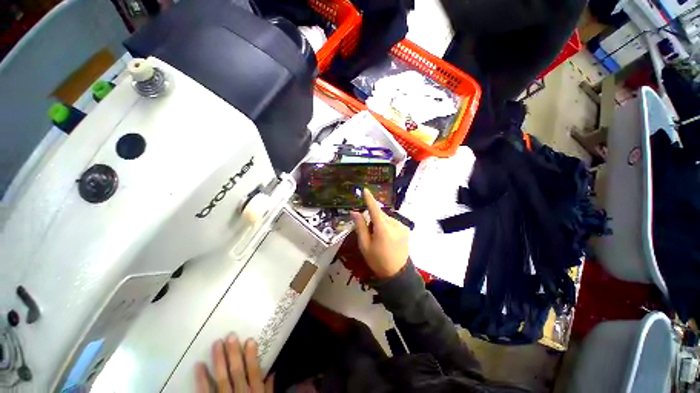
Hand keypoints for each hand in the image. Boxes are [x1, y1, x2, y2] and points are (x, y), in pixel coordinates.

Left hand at [196, 335, 272, 392]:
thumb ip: (269, 390)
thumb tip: (273, 371)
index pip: (253, 371)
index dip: (251, 355)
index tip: (249, 340)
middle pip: (236, 371)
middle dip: (233, 353)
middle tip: (230, 336)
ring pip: (221, 378)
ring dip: (219, 360)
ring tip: (216, 344)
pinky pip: (205, 392)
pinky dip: (201, 379)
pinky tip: (199, 365)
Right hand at [350, 188, 409, 278]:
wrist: (397, 273)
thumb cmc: (377, 260)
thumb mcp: (364, 245)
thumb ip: (360, 226)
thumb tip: (354, 212)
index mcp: (382, 228)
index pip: (374, 209)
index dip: (369, 199)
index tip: (365, 190)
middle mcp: (394, 224)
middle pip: (380, 214)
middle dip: (373, 217)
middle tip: (369, 230)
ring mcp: (402, 226)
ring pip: (386, 218)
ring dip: (380, 221)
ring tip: (379, 236)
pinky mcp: (406, 229)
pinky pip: (393, 222)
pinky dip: (387, 225)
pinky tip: (387, 236)